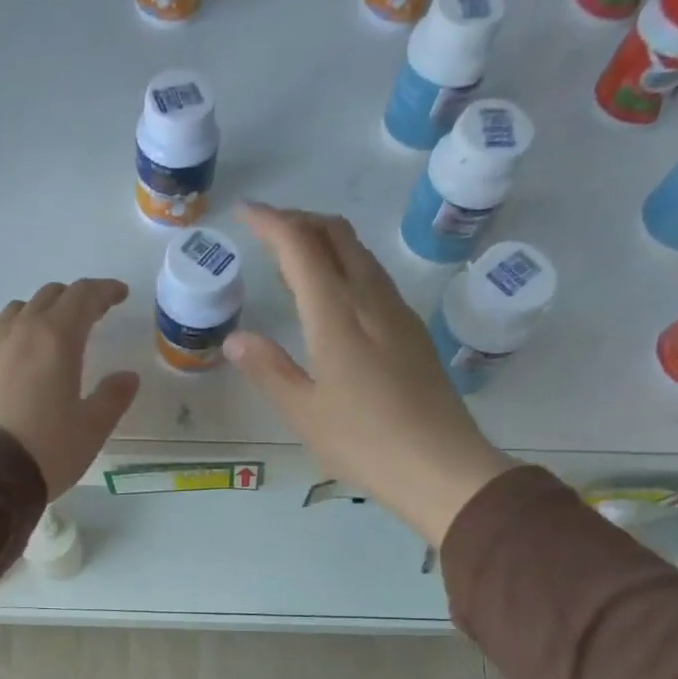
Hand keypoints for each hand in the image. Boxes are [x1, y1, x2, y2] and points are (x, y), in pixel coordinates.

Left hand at [0, 279, 140, 498]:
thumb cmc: (46, 449)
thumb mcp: (91, 428)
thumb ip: (113, 397)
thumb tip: (128, 377)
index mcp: (56, 338)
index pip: (83, 296)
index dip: (104, 291)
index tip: (120, 294)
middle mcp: (22, 332)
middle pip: (50, 295)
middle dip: (76, 298)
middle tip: (95, 312)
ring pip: (21, 310)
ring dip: (44, 310)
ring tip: (58, 330)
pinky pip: (2, 332)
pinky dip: (22, 330)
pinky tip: (28, 356)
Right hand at [229, 204, 514, 546]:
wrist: (442, 466)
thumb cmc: (365, 442)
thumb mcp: (304, 412)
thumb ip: (268, 369)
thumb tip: (236, 339)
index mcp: (337, 315)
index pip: (301, 247)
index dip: (271, 222)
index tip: (245, 212)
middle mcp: (370, 300)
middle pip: (337, 235)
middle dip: (299, 220)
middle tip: (266, 230)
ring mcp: (398, 312)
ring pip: (360, 253)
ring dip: (325, 240)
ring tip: (293, 258)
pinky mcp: (412, 331)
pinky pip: (374, 277)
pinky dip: (344, 265)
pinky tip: (333, 295)